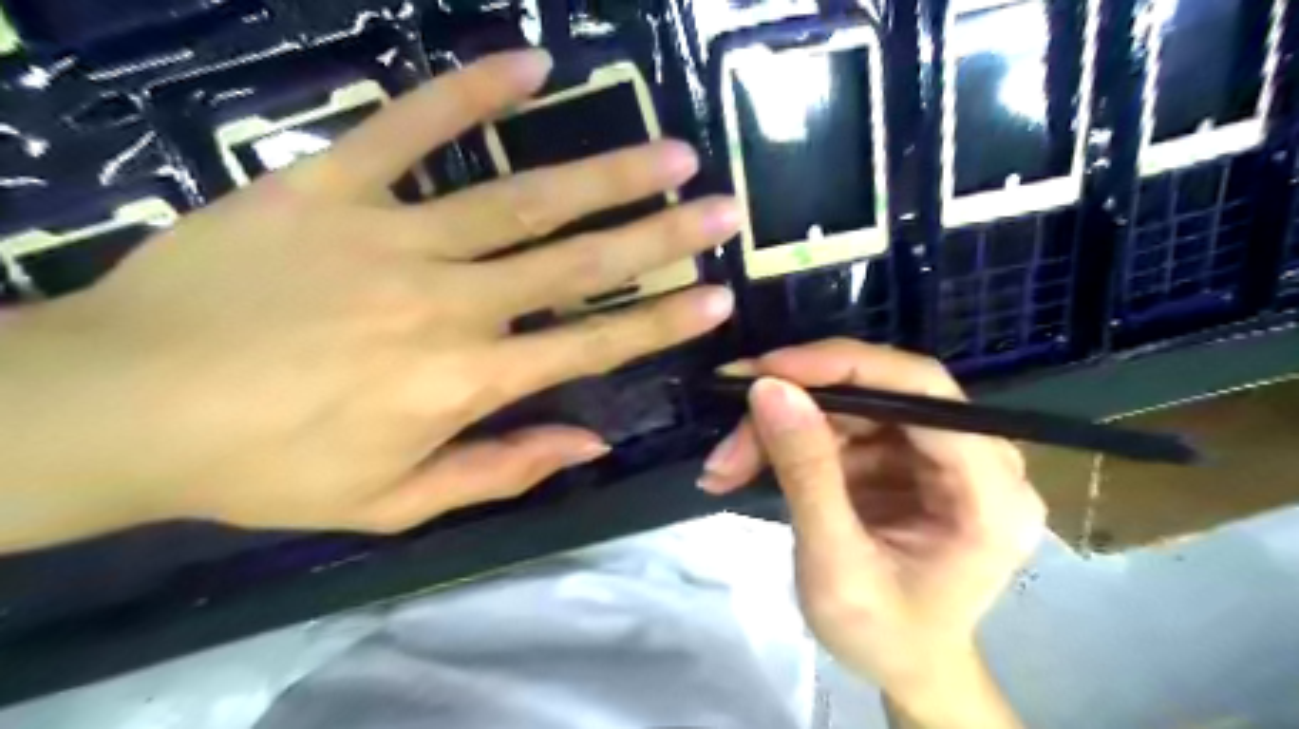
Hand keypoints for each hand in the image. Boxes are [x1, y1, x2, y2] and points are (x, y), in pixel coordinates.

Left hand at [0, 52, 733, 548]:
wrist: (121, 406)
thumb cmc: (267, 466)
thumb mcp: (394, 500)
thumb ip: (501, 468)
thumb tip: (589, 439)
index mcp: (464, 381)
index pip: (591, 345)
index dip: (661, 322)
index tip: (718, 297)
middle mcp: (448, 303)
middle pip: (577, 264)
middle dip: (661, 236)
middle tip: (721, 208)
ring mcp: (391, 236)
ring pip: (521, 197)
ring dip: (605, 171)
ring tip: (668, 148)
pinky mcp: (328, 186)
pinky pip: (409, 127)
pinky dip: (470, 92)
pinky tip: (531, 64)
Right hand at [696, 342, 1040, 721]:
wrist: (904, 668)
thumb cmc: (883, 637)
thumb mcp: (835, 568)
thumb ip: (807, 474)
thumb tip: (769, 389)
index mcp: (990, 493)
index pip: (924, 392)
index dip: (845, 367)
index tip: (768, 369)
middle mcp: (978, 458)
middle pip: (881, 391)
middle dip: (797, 400)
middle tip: (730, 415)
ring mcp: (937, 453)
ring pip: (849, 406)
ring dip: (780, 426)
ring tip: (726, 462)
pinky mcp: (903, 456)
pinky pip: (839, 426)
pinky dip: (787, 440)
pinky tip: (745, 464)